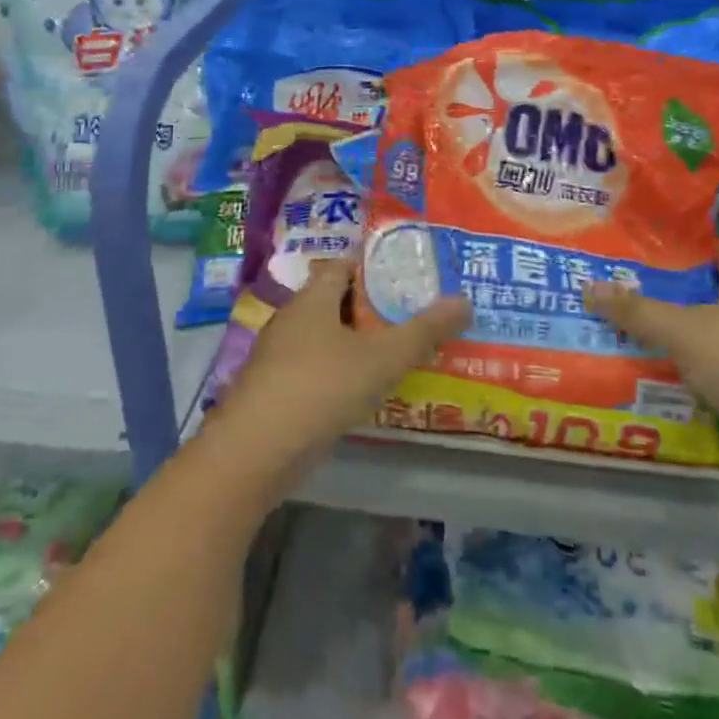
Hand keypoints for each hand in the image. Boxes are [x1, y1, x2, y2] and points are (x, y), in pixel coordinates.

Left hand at [212, 259, 470, 491]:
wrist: (254, 453)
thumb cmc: (319, 388)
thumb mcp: (381, 358)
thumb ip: (423, 331)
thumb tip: (464, 300)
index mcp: (312, 298)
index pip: (344, 265)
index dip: (376, 265)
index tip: (410, 274)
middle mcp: (293, 319)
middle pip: (337, 301)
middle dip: (374, 307)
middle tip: (416, 313)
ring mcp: (281, 357)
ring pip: (328, 338)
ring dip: (359, 343)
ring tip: (401, 351)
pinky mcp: (278, 392)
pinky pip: (318, 369)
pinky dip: (343, 372)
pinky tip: (368, 390)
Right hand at [585, 241, 718, 444]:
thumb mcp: (681, 331)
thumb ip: (637, 312)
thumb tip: (588, 287)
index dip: (699, 246)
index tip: (664, 246)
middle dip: (693, 293)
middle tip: (647, 291)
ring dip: (702, 339)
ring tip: (657, 337)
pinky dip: (714, 378)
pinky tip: (685, 384)